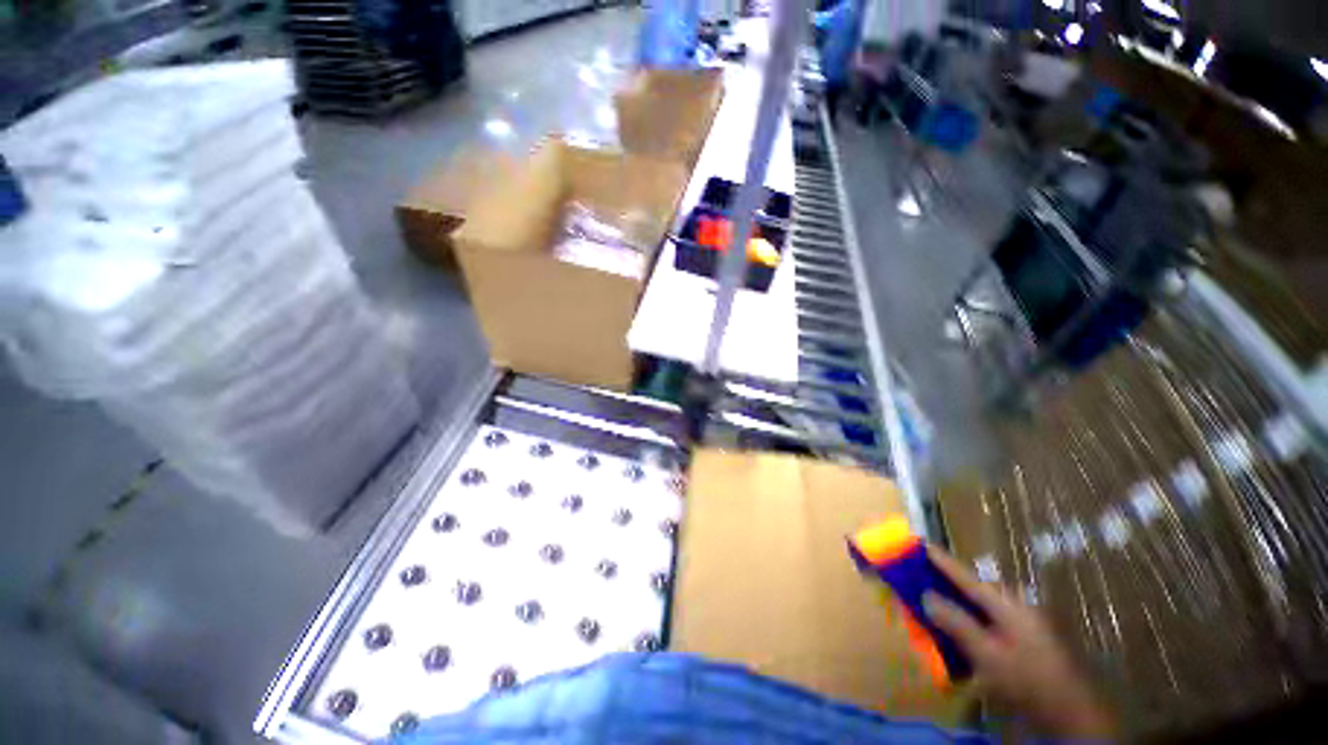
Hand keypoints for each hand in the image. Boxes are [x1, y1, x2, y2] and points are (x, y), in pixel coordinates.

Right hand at [922, 549, 1114, 739]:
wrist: (1071, 712)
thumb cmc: (1027, 679)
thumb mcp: (987, 654)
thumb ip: (956, 623)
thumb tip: (926, 595)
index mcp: (1006, 603)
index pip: (965, 576)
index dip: (941, 560)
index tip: (919, 542)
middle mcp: (1014, 606)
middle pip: (971, 589)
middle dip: (944, 582)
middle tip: (918, 578)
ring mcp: (1021, 622)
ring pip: (979, 606)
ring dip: (955, 604)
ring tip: (932, 604)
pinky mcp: (1023, 639)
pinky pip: (987, 621)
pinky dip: (968, 620)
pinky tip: (959, 632)